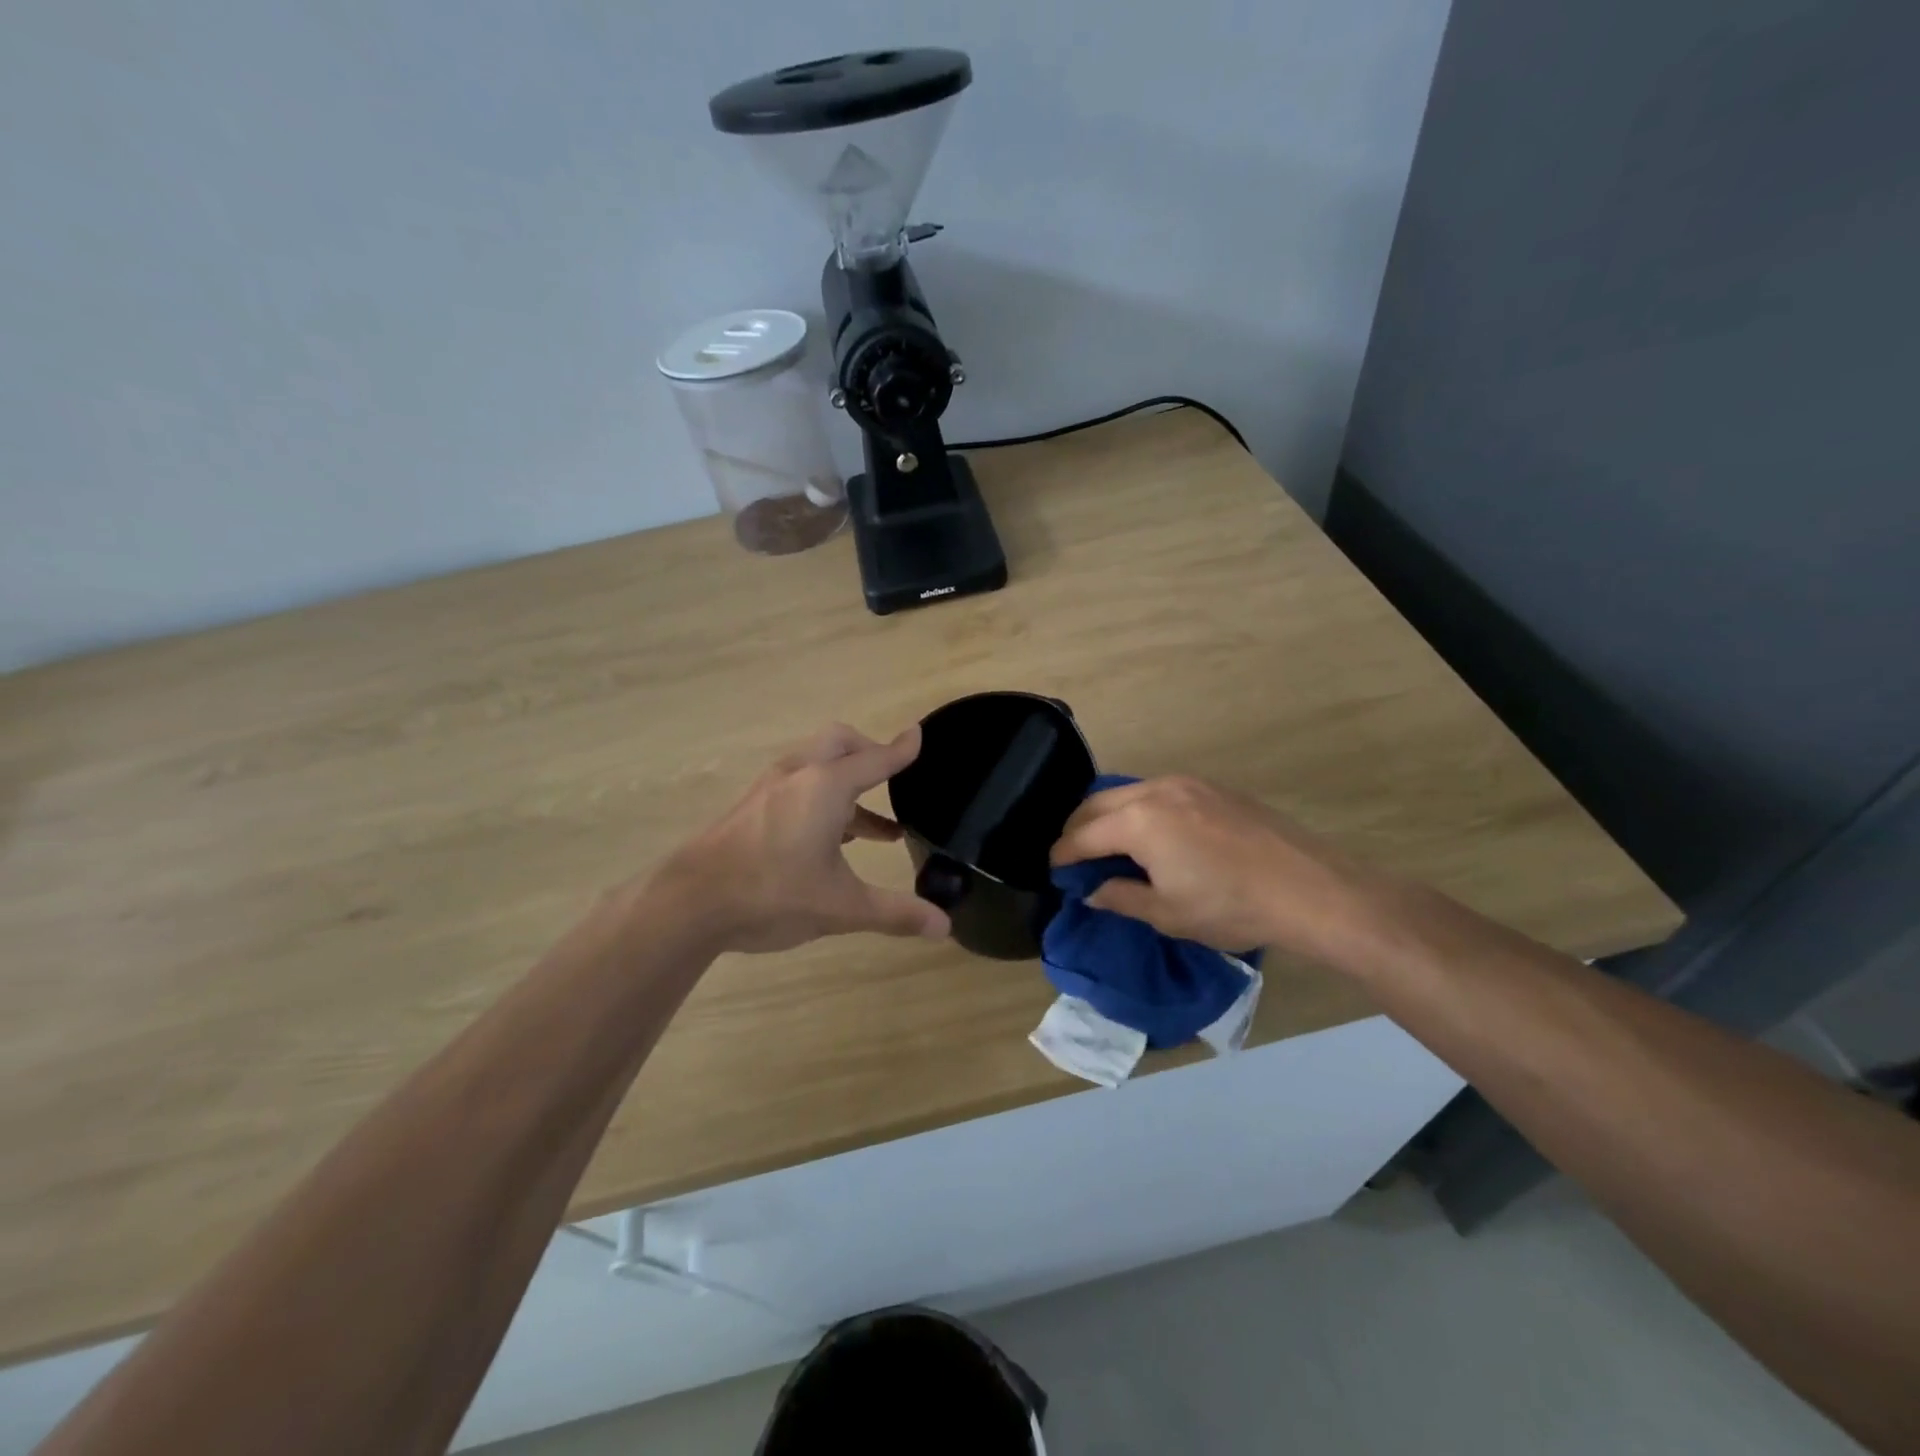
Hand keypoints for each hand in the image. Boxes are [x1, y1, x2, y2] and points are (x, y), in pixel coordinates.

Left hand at [651, 723, 950, 953]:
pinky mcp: (752, 807)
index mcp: (826, 786)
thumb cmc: (773, 894)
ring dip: (848, 784)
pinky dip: (824, 798)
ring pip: (817, 766)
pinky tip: (832, 840)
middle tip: (893, 777)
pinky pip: (798, 785)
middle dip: (870, 754)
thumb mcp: (842, 907)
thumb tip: (945, 927)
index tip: (919, 735)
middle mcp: (799, 775)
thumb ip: (895, 913)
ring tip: (879, 829)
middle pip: (840, 744)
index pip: (876, 759)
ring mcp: (770, 789)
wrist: (690, 903)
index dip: (901, 750)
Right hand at [1050, 776, 1382, 961]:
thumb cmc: (1230, 906)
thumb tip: (1092, 892)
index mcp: (1138, 821)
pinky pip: (1159, 791)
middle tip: (1073, 855)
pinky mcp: (1213, 787)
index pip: (1084, 835)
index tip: (1052, 868)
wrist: (1308, 888)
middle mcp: (1156, 790)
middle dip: (1079, 828)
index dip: (1063, 854)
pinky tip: (1151, 831)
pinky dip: (1140, 807)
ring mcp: (1187, 783)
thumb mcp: (1167, 913)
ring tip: (1108, 842)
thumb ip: (1121, 897)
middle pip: (1099, 803)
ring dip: (1109, 814)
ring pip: (1129, 792)